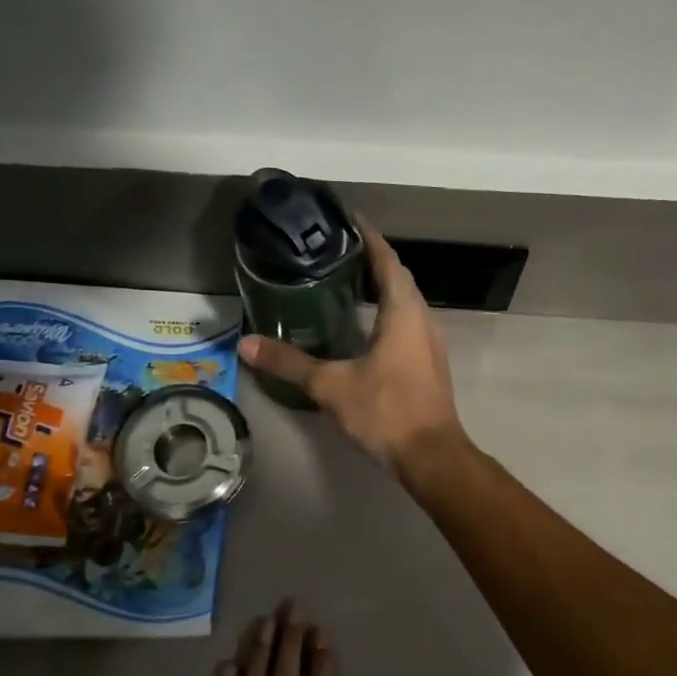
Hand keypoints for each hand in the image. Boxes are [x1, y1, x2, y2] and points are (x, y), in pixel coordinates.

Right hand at [238, 223, 465, 474]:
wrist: (431, 455)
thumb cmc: (385, 411)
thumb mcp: (331, 386)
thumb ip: (289, 363)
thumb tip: (245, 344)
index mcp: (403, 311)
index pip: (387, 260)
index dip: (368, 237)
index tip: (346, 219)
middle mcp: (422, 318)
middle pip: (397, 276)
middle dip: (370, 259)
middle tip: (334, 250)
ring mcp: (429, 340)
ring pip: (404, 300)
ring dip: (379, 285)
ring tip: (344, 280)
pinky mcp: (428, 361)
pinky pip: (406, 321)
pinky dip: (385, 310)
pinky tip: (362, 324)